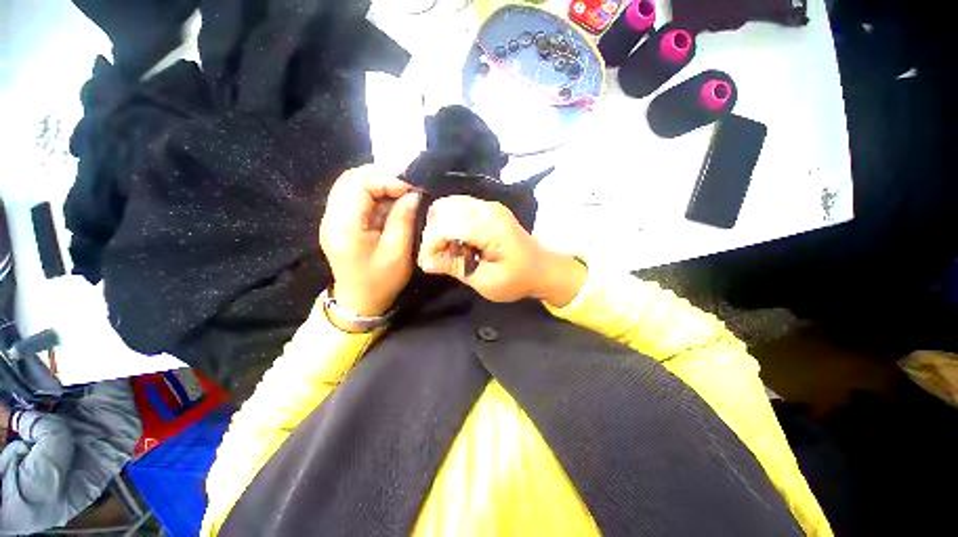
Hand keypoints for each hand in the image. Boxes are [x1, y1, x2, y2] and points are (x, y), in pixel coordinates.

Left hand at [319, 165, 420, 315]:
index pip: (358, 186)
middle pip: (349, 179)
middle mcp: (331, 218)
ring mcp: (331, 219)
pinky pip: (351, 197)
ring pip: (349, 185)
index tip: (410, 189)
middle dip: (380, 175)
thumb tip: (412, 194)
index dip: (385, 180)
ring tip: (400, 188)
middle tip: (406, 183)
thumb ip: (403, 219)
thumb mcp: (398, 252)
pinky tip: (388, 199)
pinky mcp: (337, 223)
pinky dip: (371, 192)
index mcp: (345, 227)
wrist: (359, 301)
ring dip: (375, 182)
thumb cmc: (381, 281)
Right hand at [418, 196, 585, 306]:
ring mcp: (488, 206)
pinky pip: (458, 207)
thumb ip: (456, 267)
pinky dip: (449, 222)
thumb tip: (426, 262)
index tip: (429, 264)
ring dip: (440, 227)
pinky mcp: (488, 209)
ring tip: (447, 250)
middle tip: (438, 258)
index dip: (431, 244)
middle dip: (433, 235)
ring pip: (447, 205)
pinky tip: (456, 241)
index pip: (446, 224)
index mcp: (490, 227)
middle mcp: (487, 209)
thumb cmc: (518, 279)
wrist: (542, 269)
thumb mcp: (486, 282)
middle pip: (443, 209)